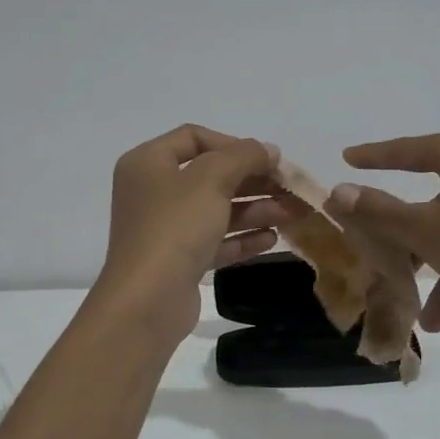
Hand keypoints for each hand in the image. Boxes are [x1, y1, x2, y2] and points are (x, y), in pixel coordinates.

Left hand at [95, 125, 287, 340]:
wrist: (147, 300)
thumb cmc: (175, 227)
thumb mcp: (211, 179)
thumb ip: (244, 157)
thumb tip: (268, 150)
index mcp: (148, 163)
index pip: (194, 137)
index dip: (233, 144)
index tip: (267, 160)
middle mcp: (153, 191)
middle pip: (210, 176)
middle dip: (253, 181)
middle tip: (290, 189)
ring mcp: (164, 228)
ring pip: (216, 210)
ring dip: (255, 209)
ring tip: (292, 215)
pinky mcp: (177, 261)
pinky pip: (214, 241)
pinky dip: (241, 238)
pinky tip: (272, 239)